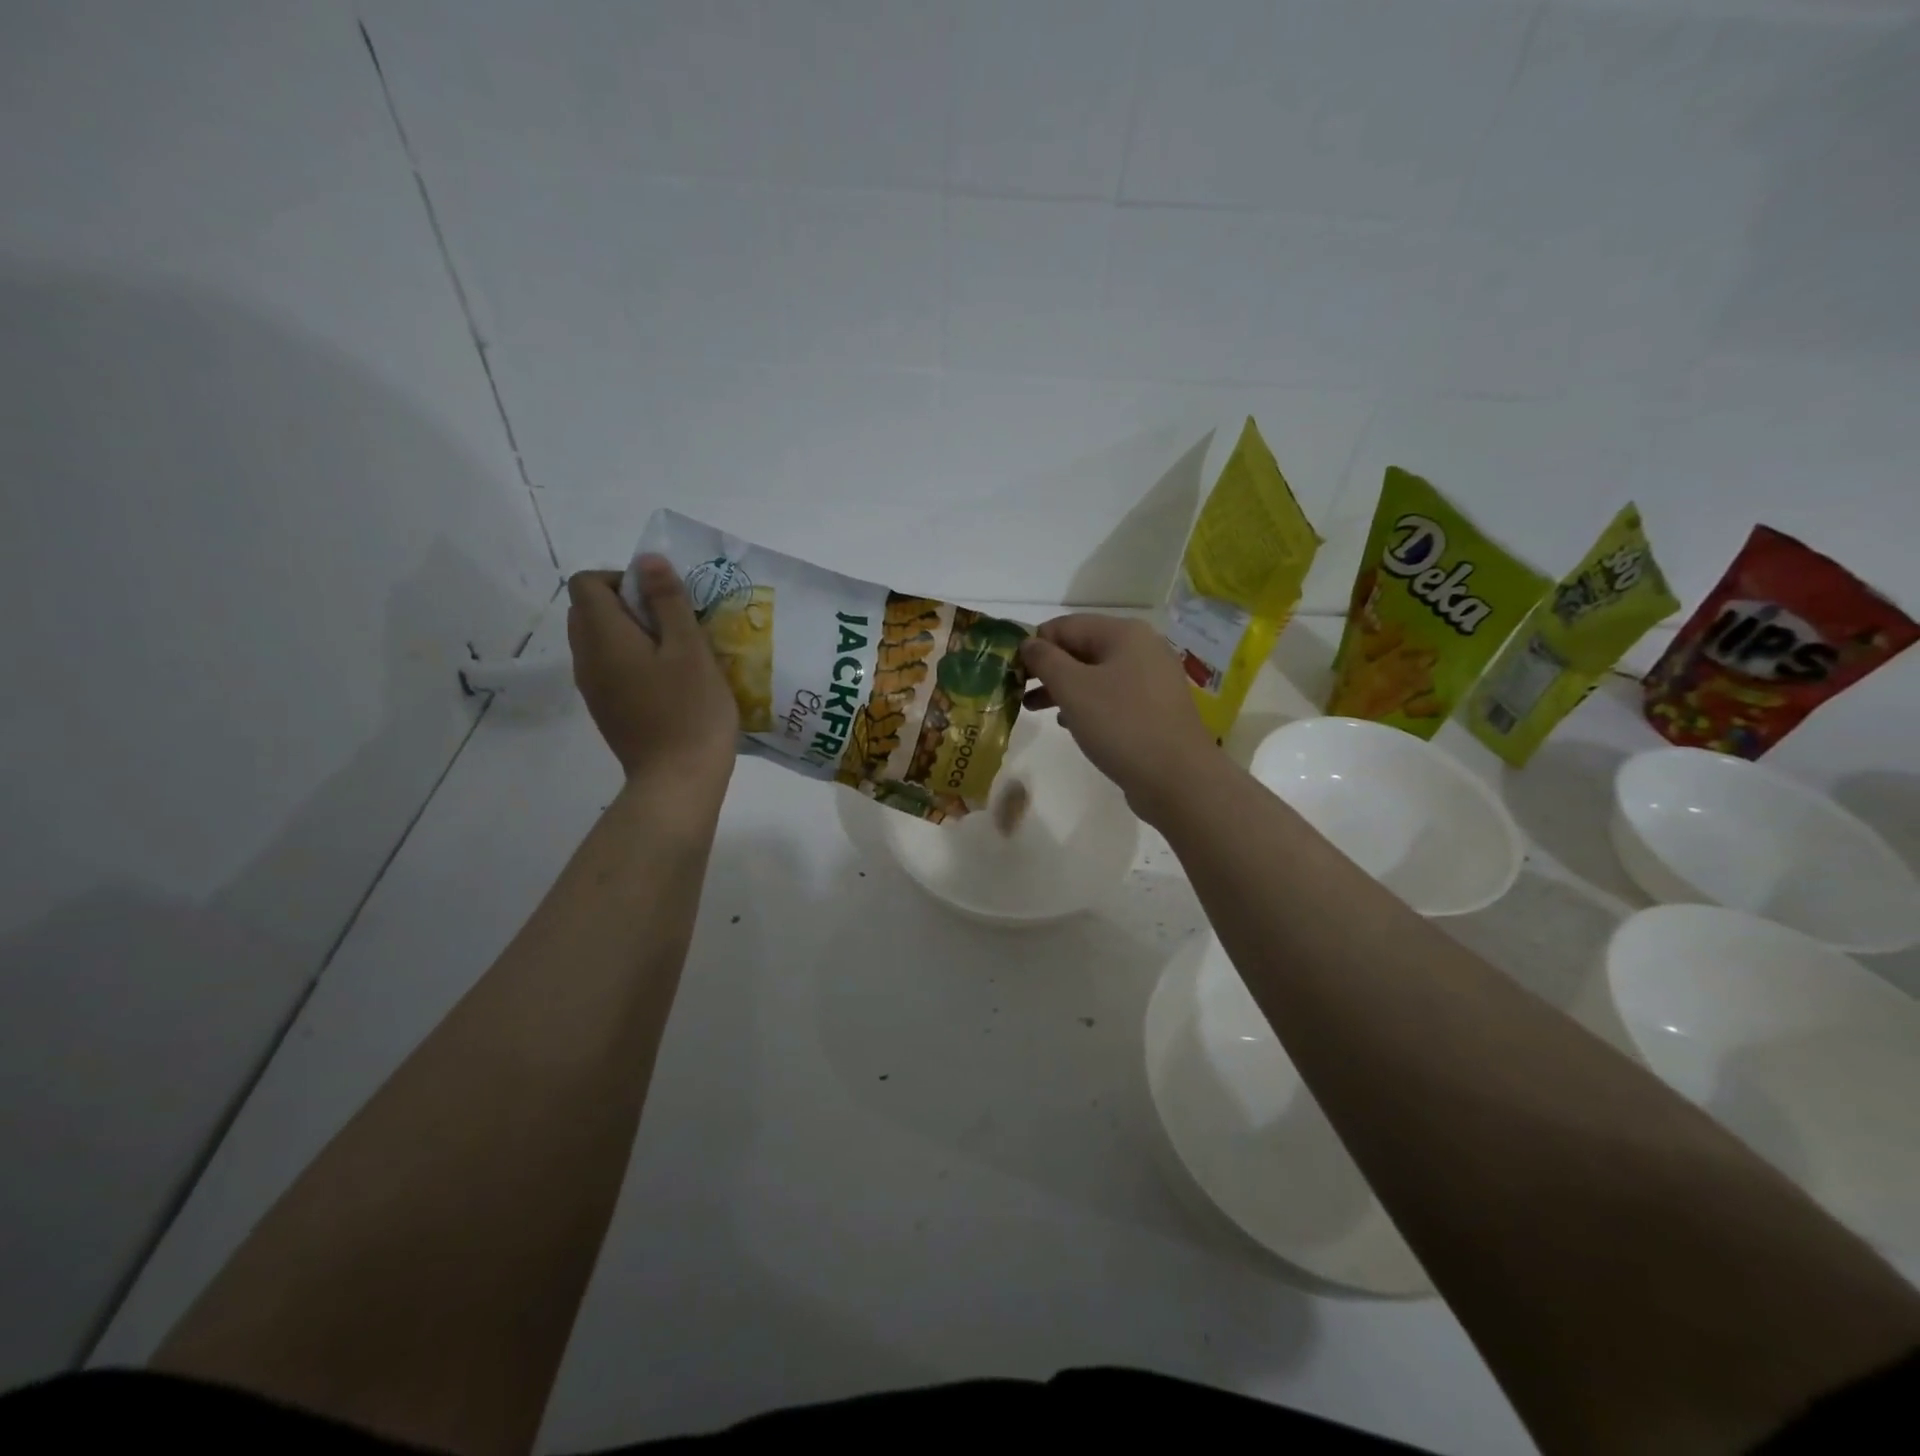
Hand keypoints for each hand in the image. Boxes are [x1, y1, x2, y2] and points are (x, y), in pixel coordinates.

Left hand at [567, 562, 737, 786]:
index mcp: (603, 637)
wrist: (678, 781)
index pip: (587, 583)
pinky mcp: (606, 708)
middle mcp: (587, 658)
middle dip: (627, 603)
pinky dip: (630, 659)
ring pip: (598, 640)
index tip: (662, 599)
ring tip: (675, 652)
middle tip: (672, 623)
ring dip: (630, 633)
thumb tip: (647, 560)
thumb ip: (667, 601)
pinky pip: (608, 666)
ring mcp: (593, 687)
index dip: (623, 578)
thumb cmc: (691, 711)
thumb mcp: (690, 649)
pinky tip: (668, 681)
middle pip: (588, 609)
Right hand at [1020, 614, 1218, 823]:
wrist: (1177, 778)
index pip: (1066, 625)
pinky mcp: (1155, 708)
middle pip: (1082, 648)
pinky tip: (1068, 722)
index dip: (1034, 643)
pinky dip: (1087, 704)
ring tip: (1031, 708)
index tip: (1010, 669)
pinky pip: (1112, 696)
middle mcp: (1142, 648)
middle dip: (1047, 668)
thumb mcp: (1073, 688)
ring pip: (1096, 674)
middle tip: (1016, 689)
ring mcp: (1152, 679)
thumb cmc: (1121, 725)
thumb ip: (1045, 660)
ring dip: (1063, 688)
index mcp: (1124, 633)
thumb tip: (1028, 643)